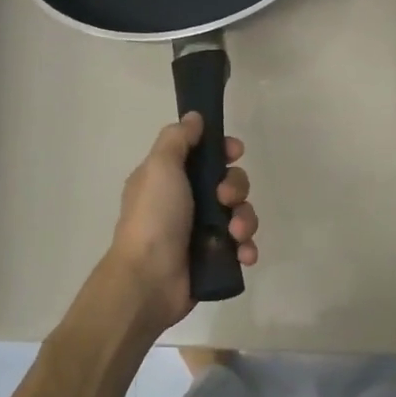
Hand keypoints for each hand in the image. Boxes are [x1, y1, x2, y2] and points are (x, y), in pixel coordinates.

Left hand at [104, 113, 257, 329]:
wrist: (149, 279)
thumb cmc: (154, 217)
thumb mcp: (160, 167)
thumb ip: (178, 139)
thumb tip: (194, 117)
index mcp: (170, 178)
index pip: (206, 155)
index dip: (224, 151)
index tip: (234, 152)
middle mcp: (187, 202)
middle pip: (229, 182)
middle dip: (236, 187)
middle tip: (225, 199)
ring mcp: (201, 232)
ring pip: (240, 214)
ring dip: (245, 220)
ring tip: (235, 234)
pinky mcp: (214, 258)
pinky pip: (242, 245)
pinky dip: (246, 248)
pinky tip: (243, 254)